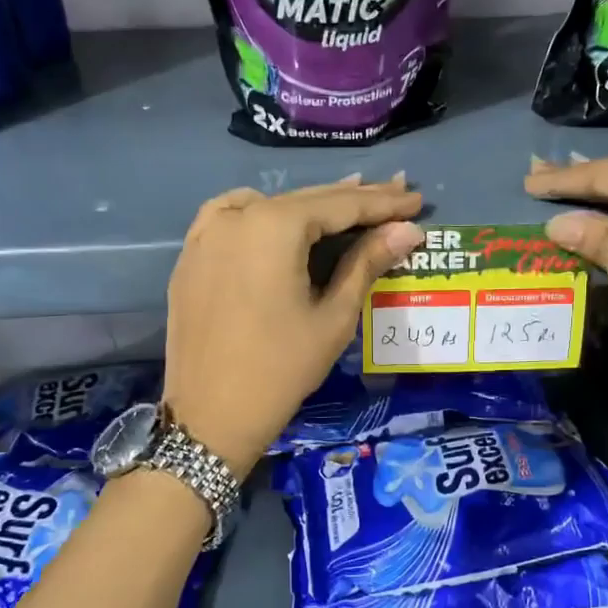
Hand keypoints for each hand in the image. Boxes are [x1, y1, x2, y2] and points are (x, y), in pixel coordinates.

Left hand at [164, 178, 424, 474]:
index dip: (383, 203)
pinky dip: (263, 214)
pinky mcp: (191, 255)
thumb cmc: (281, 369)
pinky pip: (232, 219)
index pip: (340, 205)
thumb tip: (407, 230)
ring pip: (269, 206)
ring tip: (349, 201)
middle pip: (306, 200)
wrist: (210, 416)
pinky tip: (281, 220)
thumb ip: (368, 263)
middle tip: (396, 192)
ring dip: (310, 206)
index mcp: (274, 226)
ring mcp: (207, 233)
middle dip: (353, 198)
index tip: (416, 200)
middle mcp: (236, 215)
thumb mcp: (333, 317)